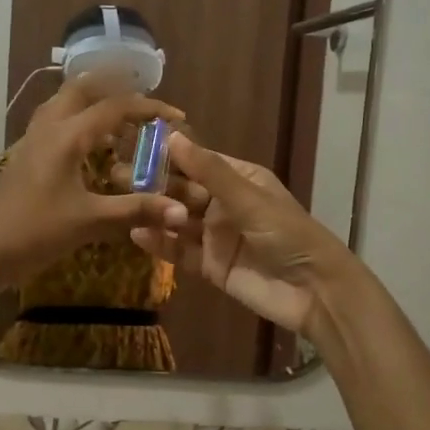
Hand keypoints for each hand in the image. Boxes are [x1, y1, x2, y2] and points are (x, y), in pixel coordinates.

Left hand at [0, 77, 187, 286]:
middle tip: (143, 101)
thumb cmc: (36, 231)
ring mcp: (32, 139)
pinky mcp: (25, 155)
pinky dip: (78, 118)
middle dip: (115, 86)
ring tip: (119, 115)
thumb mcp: (90, 221)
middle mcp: (49, 128)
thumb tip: (181, 211)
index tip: (176, 116)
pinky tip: (90, 143)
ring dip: (93, 99)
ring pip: (64, 102)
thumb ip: (135, 211)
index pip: (114, 106)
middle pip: (82, 88)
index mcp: (67, 136)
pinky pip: (55, 121)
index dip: (148, 107)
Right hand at [132, 133, 360, 339]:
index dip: (168, 154)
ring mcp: (216, 236)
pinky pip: (181, 251)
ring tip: (120, 203)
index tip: (133, 144)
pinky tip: (137, 235)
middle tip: (115, 175)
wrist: (313, 293)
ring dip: (155, 213)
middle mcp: (225, 205)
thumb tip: (172, 137)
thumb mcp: (249, 199)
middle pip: (183, 190)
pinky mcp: (211, 266)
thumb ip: (209, 171)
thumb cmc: (288, 235)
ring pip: (179, 220)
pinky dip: (161, 244)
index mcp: (240, 180)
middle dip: (153, 184)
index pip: (198, 161)